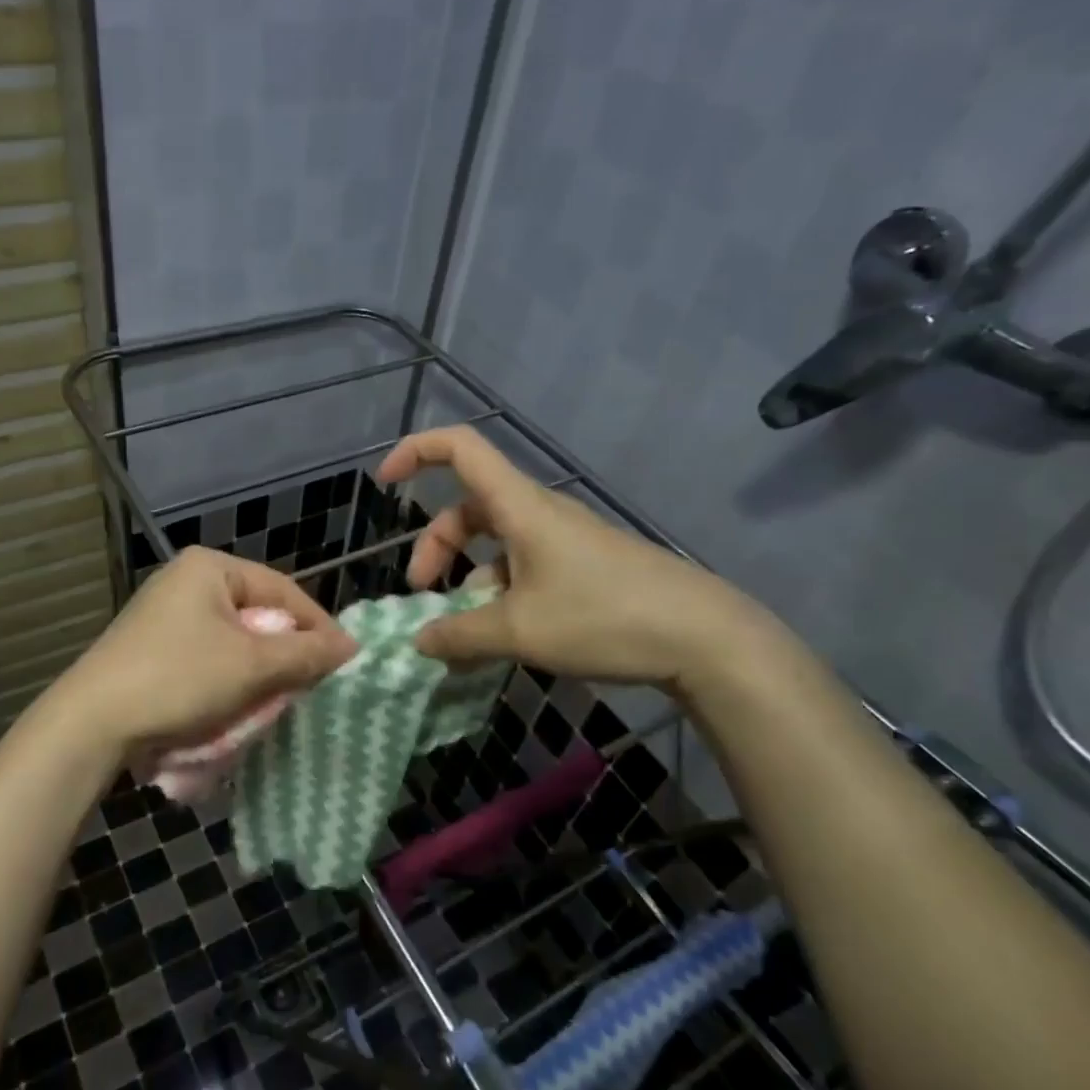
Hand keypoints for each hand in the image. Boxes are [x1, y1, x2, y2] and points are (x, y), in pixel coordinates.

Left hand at [44, 547, 357, 761]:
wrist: (91, 722)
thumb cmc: (178, 678)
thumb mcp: (251, 665)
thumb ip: (306, 653)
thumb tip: (352, 647)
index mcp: (210, 567)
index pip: (284, 590)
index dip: (318, 627)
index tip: (344, 663)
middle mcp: (187, 579)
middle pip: (259, 614)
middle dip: (286, 653)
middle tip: (311, 685)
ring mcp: (166, 612)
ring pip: (235, 639)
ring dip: (259, 670)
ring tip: (277, 699)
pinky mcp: (153, 644)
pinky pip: (209, 654)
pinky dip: (229, 677)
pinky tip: (237, 704)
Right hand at [375, 427, 769, 688]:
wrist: (705, 638)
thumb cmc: (603, 617)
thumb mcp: (519, 631)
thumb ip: (459, 635)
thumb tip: (418, 641)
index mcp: (519, 507)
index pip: (459, 448)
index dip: (415, 452)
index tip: (384, 484)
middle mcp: (538, 514)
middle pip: (468, 509)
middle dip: (435, 547)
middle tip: (422, 594)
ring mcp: (563, 541)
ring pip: (495, 545)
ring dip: (467, 581)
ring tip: (463, 635)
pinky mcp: (582, 567)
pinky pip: (522, 569)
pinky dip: (499, 597)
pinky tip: (502, 640)